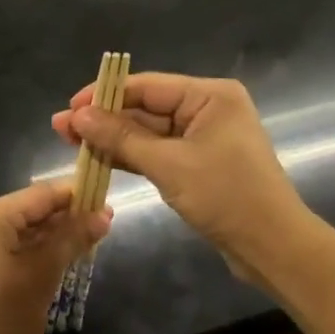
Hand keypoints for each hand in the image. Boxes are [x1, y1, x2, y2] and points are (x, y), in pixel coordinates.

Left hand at [0, 183, 109, 333]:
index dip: (75, 196)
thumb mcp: (45, 273)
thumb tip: (104, 214)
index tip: (105, 200)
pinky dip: (28, 250)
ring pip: (16, 230)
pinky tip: (54, 258)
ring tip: (84, 242)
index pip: (40, 194)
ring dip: (48, 235)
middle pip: (27, 210)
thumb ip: (73, 238)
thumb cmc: (6, 315)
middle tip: (101, 225)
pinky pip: (3, 246)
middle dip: (63, 217)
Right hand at [52, 73, 306, 277]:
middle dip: (104, 119)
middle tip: (60, 128)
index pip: (146, 85)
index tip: (69, 107)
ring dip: (112, 139)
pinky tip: (97, 158)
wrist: (273, 247)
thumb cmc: (226, 196)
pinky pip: (157, 152)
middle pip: (145, 107)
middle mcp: (206, 109)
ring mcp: (202, 137)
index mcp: (209, 96)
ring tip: (70, 141)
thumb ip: (121, 138)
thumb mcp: (168, 164)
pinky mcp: (197, 163)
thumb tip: (78, 116)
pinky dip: (130, 156)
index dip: (104, 95)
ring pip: (147, 132)